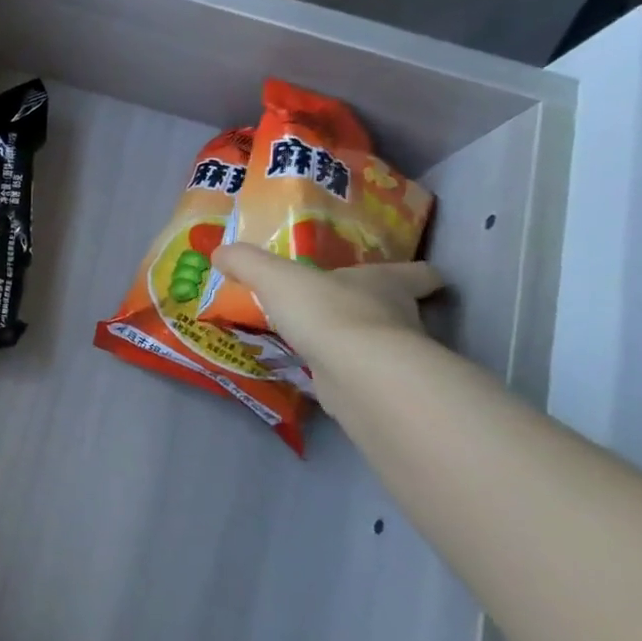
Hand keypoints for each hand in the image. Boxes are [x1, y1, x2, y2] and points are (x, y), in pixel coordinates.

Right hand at [210, 243, 443, 366]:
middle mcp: (400, 316)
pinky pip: (359, 374)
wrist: (357, 375)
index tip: (408, 276)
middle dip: (374, 307)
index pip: (420, 274)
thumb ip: (248, 263)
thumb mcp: (276, 277)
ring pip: (380, 343)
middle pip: (399, 309)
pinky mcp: (378, 388)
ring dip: (355, 341)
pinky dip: (342, 372)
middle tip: (338, 306)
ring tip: (319, 341)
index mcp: (386, 282)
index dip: (417, 273)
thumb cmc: (328, 312)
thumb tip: (220, 251)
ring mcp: (392, 356)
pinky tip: (315, 372)